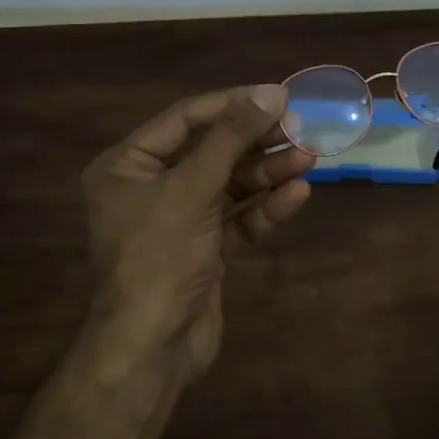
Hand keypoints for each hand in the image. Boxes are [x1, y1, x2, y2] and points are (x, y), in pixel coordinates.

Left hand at [81, 84, 313, 385]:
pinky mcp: (204, 250)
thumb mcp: (192, 189)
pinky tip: (298, 194)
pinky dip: (265, 208)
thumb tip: (271, 92)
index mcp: (127, 166)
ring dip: (268, 173)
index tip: (278, 95)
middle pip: (212, 151)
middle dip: (256, 141)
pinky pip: (237, 219)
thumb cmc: (159, 257)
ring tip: (310, 158)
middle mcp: (150, 188)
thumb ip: (231, 139)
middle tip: (301, 128)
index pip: (185, 119)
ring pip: (229, 186)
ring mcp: (179, 221)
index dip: (232, 104)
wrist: (152, 346)